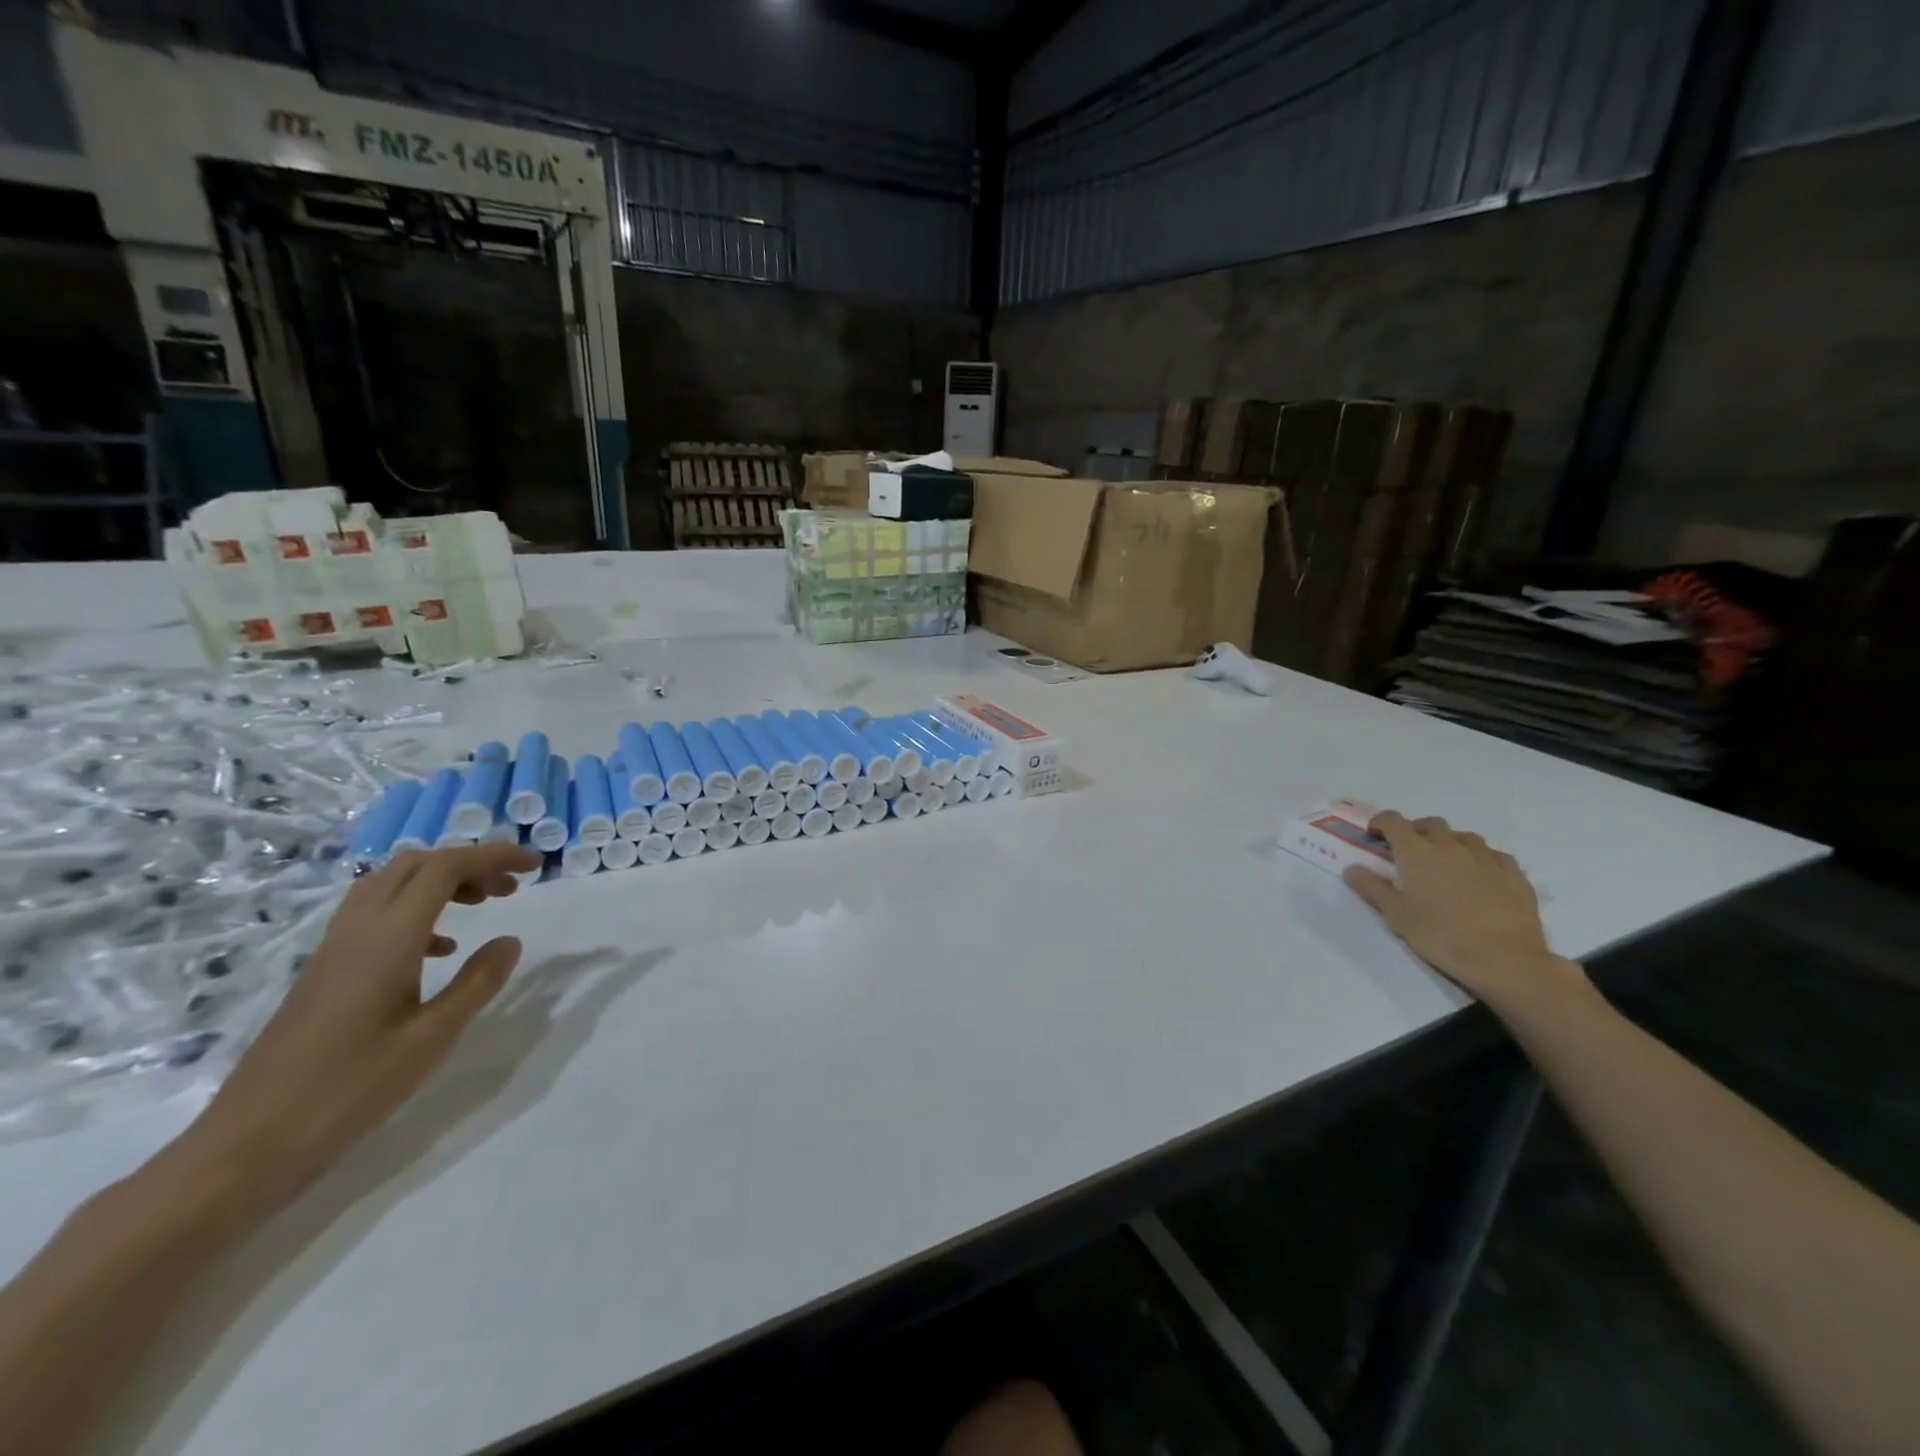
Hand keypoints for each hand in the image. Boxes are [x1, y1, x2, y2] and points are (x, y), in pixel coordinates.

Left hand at [180, 841, 541, 1213]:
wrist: (249, 1146)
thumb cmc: (350, 1090)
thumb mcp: (432, 1038)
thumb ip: (477, 982)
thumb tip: (510, 941)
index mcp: (387, 939)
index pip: (444, 868)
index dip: (494, 856)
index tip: (535, 866)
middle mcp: (358, 931)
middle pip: (414, 865)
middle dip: (468, 863)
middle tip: (509, 888)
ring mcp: (334, 950)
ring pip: (391, 884)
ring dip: (440, 881)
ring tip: (481, 906)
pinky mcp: (324, 971)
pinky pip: (375, 913)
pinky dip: (417, 909)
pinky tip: (440, 949)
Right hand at [1344, 812, 1587, 1010]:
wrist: (1504, 959)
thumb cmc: (1440, 935)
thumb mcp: (1395, 914)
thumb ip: (1371, 887)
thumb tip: (1352, 868)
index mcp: (1416, 851)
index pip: (1393, 820)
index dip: (1380, 823)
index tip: (1374, 836)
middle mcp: (1450, 845)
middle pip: (1430, 824)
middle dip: (1415, 831)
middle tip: (1409, 853)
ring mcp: (1486, 857)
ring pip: (1463, 837)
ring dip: (1449, 843)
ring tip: (1445, 864)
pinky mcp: (1513, 873)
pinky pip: (1493, 855)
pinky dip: (1480, 858)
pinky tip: (1479, 876)